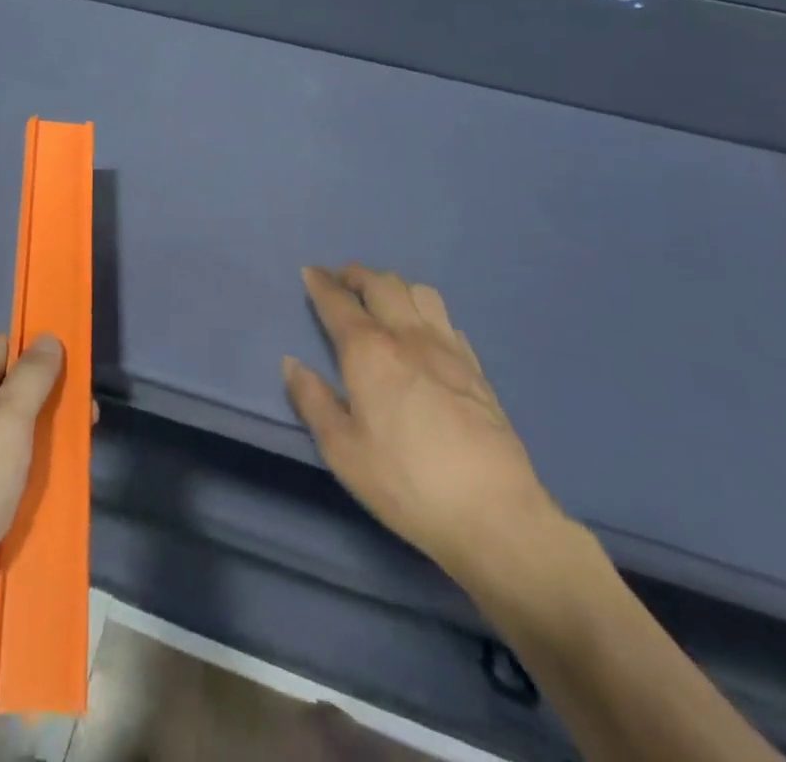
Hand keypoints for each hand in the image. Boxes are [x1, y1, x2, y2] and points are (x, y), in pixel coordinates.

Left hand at [0, 332, 65, 638]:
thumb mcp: (8, 423)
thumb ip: (32, 377)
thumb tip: (48, 338)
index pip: (3, 346)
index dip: (37, 348)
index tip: (75, 360)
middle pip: (12, 387)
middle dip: (51, 394)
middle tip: (89, 409)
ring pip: (16, 429)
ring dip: (49, 432)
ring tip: (84, 442)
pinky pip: (11, 466)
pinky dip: (36, 466)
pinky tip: (64, 477)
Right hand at [282, 265, 564, 594]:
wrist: (494, 513)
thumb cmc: (406, 482)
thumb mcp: (342, 451)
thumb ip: (313, 401)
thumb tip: (291, 363)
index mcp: (369, 351)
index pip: (338, 302)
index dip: (321, 283)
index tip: (309, 272)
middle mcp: (407, 336)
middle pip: (381, 284)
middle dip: (356, 275)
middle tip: (341, 281)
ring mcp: (447, 348)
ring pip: (419, 292)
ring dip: (394, 286)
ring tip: (382, 300)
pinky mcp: (475, 368)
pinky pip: (446, 320)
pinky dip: (425, 312)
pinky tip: (423, 333)